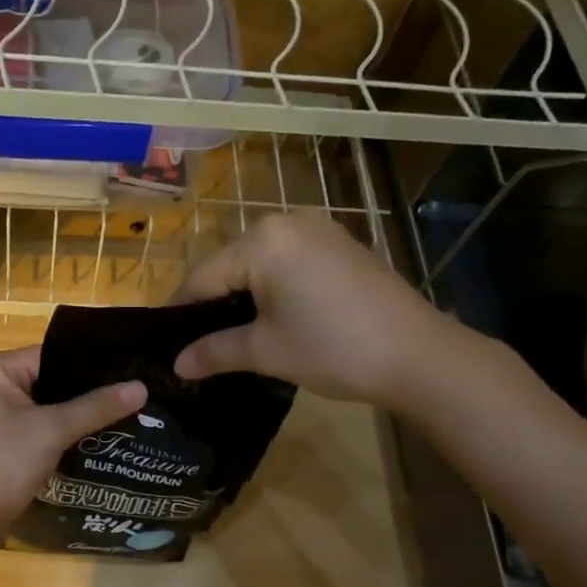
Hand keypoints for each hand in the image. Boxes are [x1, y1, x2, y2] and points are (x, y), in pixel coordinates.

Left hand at [0, 346, 146, 550]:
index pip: (51, 356)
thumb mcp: (53, 431)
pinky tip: (83, 437)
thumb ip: (97, 406)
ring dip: (68, 412)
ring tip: (114, 416)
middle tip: (127, 398)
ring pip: (36, 401)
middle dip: (81, 392)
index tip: (128, 377)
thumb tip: (142, 387)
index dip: (90, 369)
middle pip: (44, 377)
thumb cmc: (1, 465)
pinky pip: (25, 420)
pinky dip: (50, 428)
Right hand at [173, 213, 456, 406]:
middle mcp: (287, 222)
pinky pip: (290, 262)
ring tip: (235, 336)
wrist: (419, 355)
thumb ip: (214, 352)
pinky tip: (276, 318)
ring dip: (244, 297)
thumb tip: (176, 364)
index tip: (168, 344)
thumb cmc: (332, 348)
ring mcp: (319, 230)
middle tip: (201, 346)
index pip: (202, 277)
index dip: (181, 313)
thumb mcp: (266, 351)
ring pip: (260, 263)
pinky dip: (275, 288)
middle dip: (214, 305)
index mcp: (262, 240)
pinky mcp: (341, 245)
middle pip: (230, 265)